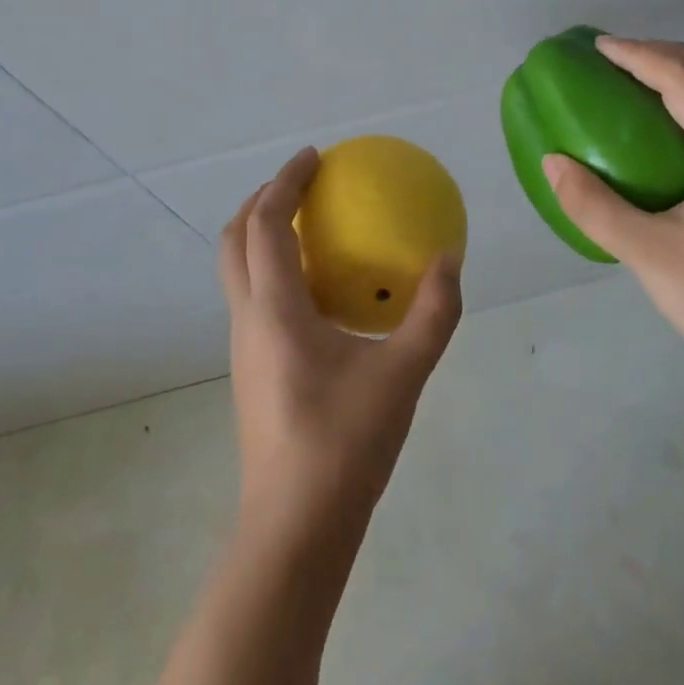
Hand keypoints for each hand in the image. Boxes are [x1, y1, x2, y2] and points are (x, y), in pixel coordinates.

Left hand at [219, 147, 462, 545]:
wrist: (295, 527)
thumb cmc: (345, 443)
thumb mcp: (403, 374)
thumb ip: (432, 313)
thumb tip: (449, 259)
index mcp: (274, 309)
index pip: (265, 224)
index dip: (284, 182)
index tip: (315, 156)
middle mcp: (248, 319)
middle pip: (234, 240)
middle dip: (261, 200)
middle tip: (303, 183)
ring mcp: (243, 347)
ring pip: (237, 270)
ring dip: (262, 234)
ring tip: (308, 224)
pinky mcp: (252, 369)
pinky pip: (253, 296)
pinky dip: (273, 268)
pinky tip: (318, 288)